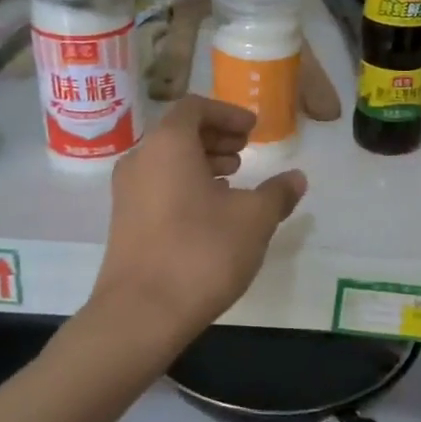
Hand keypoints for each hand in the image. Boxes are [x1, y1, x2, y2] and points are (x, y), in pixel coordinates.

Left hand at [91, 96, 306, 342]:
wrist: (141, 313)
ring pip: (167, 162)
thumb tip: (296, 178)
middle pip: (178, 133)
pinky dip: (185, 185)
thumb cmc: (202, 252)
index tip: (253, 129)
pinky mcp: (124, 223)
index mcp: (168, 145)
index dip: (227, 113)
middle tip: (246, 152)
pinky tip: (211, 213)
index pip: (195, 107)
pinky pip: (158, 186)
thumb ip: (277, 193)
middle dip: (215, 137)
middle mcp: (141, 160)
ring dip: (201, 163)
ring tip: (233, 181)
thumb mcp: (254, 219)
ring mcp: (126, 193)